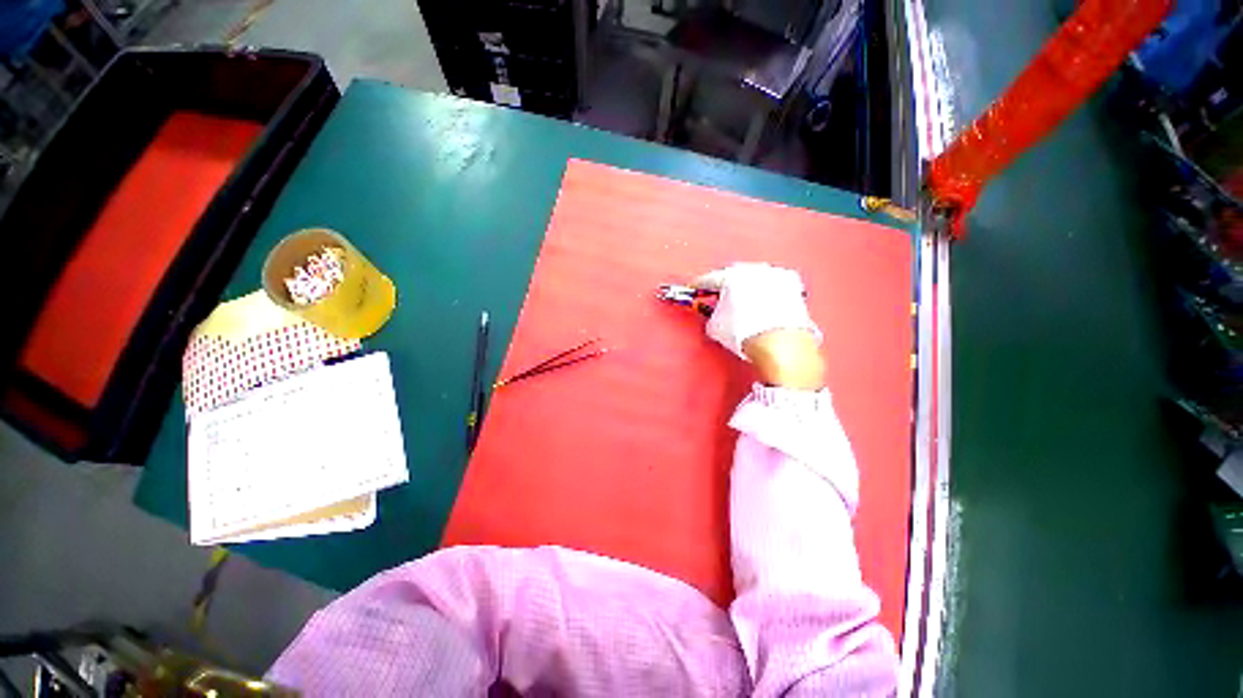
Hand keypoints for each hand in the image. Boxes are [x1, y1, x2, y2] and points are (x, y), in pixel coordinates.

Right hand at [692, 264, 824, 390]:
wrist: (779, 344)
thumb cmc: (747, 333)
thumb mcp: (714, 327)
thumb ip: (711, 315)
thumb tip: (715, 316)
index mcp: (731, 275)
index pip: (709, 279)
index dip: (699, 287)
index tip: (695, 291)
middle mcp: (754, 270)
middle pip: (734, 277)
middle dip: (726, 289)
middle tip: (718, 302)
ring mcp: (775, 277)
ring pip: (754, 282)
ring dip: (746, 292)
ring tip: (741, 310)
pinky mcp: (793, 289)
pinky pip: (772, 290)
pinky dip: (765, 298)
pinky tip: (761, 312)